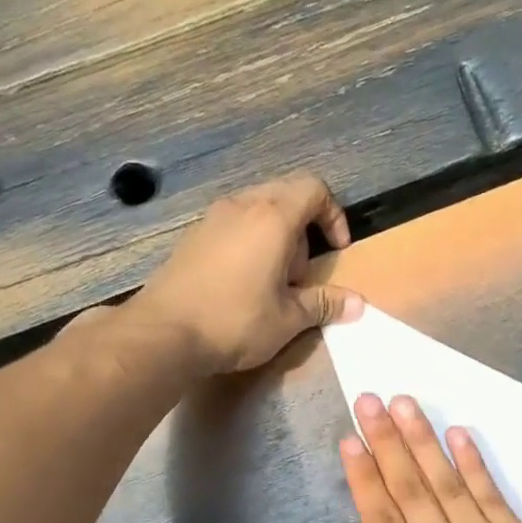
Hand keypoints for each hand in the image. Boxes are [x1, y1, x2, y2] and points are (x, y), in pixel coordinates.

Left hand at [136, 173, 362, 373]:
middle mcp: (242, 206)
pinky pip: (233, 225)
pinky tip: (241, 284)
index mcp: (273, 218)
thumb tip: (358, 304)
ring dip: (275, 237)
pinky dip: (249, 243)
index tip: (335, 251)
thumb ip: (324, 304)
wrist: (164, 333)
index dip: (334, 215)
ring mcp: (212, 218)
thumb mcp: (288, 319)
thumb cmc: (235, 322)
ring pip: (257, 209)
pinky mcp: (192, 237)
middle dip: (304, 229)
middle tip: (300, 275)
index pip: (314, 189)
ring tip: (271, 282)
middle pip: (286, 195)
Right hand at [315, 393, 521, 522]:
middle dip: (388, 442)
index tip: (350, 439)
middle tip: (369, 399)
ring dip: (424, 440)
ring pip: (449, 484)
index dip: (364, 478)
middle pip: (411, 491)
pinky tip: (460, 434)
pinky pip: (493, 496)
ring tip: (404, 402)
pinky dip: (475, 463)